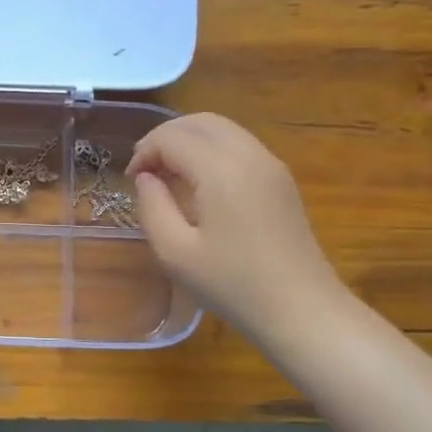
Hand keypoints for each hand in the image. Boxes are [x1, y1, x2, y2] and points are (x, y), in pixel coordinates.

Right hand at [127, 113, 347, 342]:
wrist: (301, 309)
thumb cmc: (232, 284)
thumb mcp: (174, 252)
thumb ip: (152, 206)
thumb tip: (146, 178)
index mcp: (221, 170)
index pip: (172, 138)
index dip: (144, 152)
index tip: (131, 181)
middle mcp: (249, 155)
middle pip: (199, 122)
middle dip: (165, 137)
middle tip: (144, 169)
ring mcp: (271, 165)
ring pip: (222, 129)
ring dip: (188, 140)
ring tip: (168, 174)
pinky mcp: (281, 179)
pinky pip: (239, 145)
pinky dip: (211, 149)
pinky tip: (198, 182)